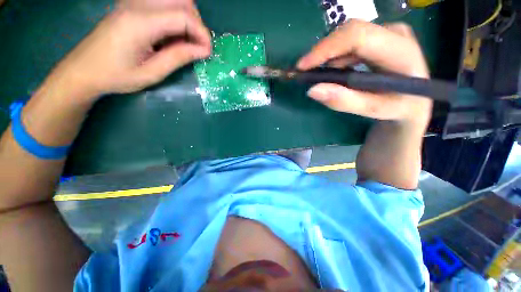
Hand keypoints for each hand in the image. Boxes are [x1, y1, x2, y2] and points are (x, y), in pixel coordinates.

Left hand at [53, 6, 211, 99]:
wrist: (83, 70)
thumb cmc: (115, 76)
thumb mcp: (151, 73)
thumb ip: (178, 58)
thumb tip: (203, 50)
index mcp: (141, 22)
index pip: (183, 16)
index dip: (202, 33)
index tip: (208, 52)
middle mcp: (137, 5)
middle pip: (181, 0)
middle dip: (197, 23)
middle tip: (198, 46)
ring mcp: (133, 3)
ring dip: (187, 19)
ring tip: (187, 42)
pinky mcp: (132, 6)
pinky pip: (162, 4)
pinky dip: (176, 18)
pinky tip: (173, 35)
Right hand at [297, 20, 431, 124]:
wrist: (414, 101)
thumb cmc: (397, 107)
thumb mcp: (372, 110)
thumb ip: (344, 101)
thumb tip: (312, 90)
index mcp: (400, 50)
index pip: (357, 37)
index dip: (325, 48)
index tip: (302, 66)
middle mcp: (395, 33)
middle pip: (350, 32)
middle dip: (323, 53)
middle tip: (307, 73)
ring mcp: (388, 32)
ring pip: (348, 36)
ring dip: (329, 55)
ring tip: (319, 75)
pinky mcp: (381, 36)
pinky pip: (351, 41)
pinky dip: (336, 56)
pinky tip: (333, 71)